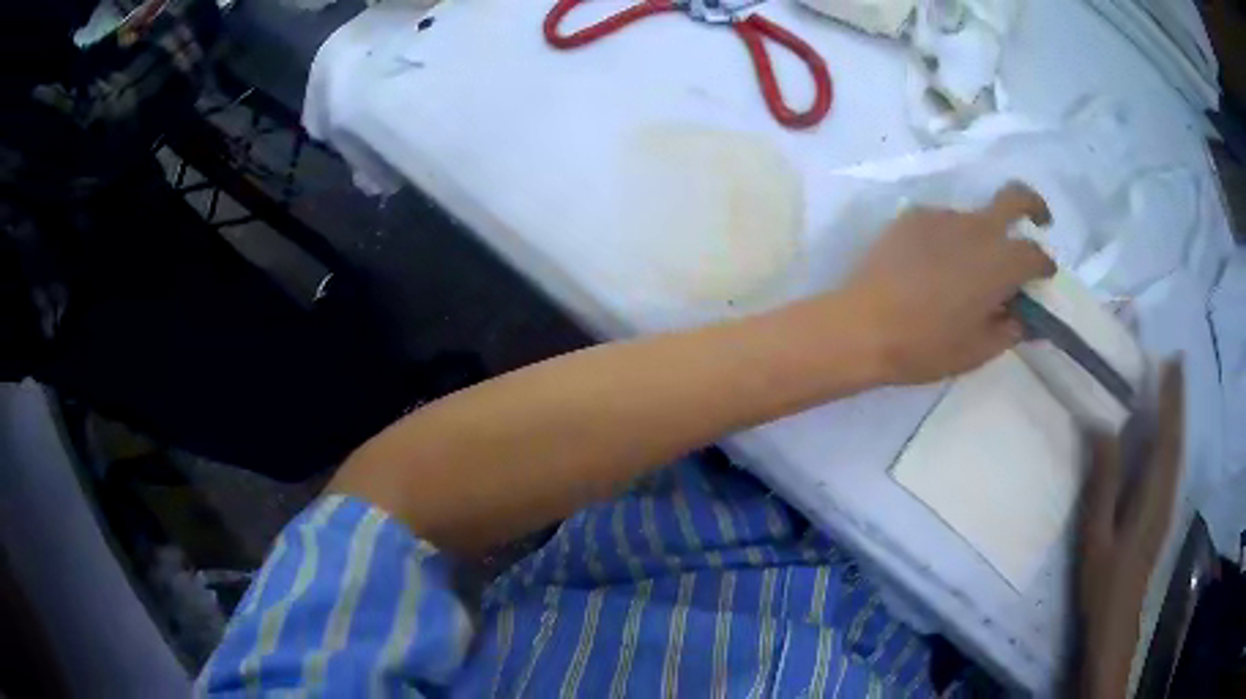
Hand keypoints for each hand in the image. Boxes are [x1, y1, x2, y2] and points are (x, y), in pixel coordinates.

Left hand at [842, 183, 1054, 384]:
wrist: (863, 327)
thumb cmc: (927, 346)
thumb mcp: (978, 350)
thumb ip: (1011, 329)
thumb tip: (1026, 318)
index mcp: (1000, 262)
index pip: (1035, 253)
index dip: (1044, 265)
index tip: (1044, 277)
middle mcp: (976, 228)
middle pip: (1014, 197)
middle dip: (1033, 205)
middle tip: (1039, 220)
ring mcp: (942, 216)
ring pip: (974, 217)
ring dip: (981, 236)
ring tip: (962, 272)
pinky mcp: (912, 216)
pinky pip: (942, 223)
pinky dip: (949, 239)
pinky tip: (931, 267)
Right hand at [1076, 362, 1183, 698]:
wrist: (1116, 625)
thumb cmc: (1103, 582)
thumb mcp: (1096, 535)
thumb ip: (1102, 482)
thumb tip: (1101, 427)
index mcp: (1153, 494)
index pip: (1167, 434)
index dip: (1171, 397)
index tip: (1171, 360)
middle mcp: (1167, 492)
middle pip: (1176, 438)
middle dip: (1177, 399)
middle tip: (1174, 361)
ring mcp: (1167, 505)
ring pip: (1177, 451)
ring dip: (1177, 416)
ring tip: (1173, 387)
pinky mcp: (1162, 515)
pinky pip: (1172, 466)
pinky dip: (1173, 440)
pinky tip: (1167, 435)